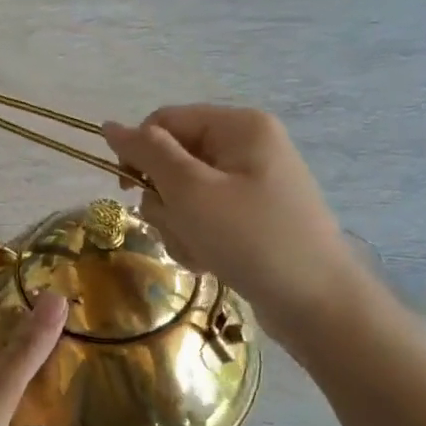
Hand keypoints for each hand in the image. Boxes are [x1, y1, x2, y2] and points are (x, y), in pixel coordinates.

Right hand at [102, 105, 350, 316]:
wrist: (317, 303)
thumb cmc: (250, 239)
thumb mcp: (191, 191)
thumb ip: (147, 153)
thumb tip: (109, 125)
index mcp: (238, 126)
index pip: (163, 122)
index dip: (138, 154)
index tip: (127, 192)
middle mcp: (247, 147)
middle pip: (173, 161)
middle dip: (166, 201)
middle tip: (182, 228)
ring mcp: (253, 184)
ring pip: (184, 195)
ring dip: (179, 226)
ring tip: (200, 252)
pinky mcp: (253, 217)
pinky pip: (206, 217)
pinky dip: (198, 239)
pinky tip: (211, 262)